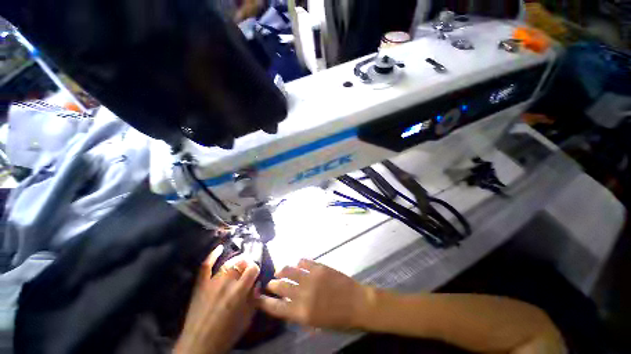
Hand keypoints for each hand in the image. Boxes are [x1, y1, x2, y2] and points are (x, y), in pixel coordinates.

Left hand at [174, 246, 259, 353]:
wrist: (199, 344)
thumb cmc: (226, 333)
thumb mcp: (247, 318)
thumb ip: (254, 298)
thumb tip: (257, 284)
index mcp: (239, 291)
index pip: (253, 268)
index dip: (256, 269)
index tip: (255, 274)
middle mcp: (227, 282)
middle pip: (241, 262)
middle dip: (247, 263)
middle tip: (248, 269)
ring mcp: (212, 282)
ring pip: (227, 263)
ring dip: (236, 261)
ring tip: (239, 263)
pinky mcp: (201, 284)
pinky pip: (206, 266)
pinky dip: (212, 255)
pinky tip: (219, 248)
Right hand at [257, 259, 373, 329]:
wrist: (357, 303)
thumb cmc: (338, 319)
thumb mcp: (316, 324)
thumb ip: (299, 314)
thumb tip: (288, 304)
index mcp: (301, 313)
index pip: (276, 307)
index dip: (264, 302)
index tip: (258, 297)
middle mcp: (303, 294)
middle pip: (280, 286)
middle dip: (272, 284)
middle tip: (271, 283)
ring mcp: (311, 278)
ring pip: (289, 270)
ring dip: (282, 270)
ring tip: (280, 271)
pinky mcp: (319, 267)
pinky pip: (304, 262)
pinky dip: (298, 263)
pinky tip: (298, 265)